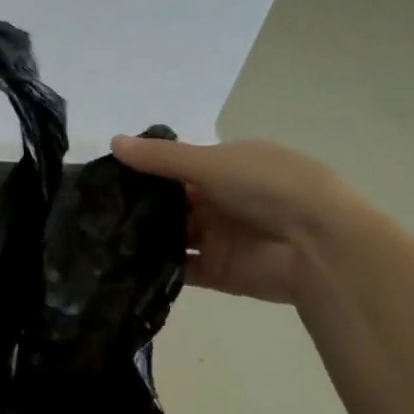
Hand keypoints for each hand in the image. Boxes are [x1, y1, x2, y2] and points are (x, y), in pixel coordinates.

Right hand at [110, 136, 357, 304]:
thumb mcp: (211, 163)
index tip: (104, 176)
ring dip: (144, 237)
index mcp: (227, 167)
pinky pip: (179, 268)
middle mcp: (221, 200)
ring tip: (98, 238)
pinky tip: (122, 265)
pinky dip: (155, 267)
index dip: (144, 171)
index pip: (177, 167)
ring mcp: (219, 237)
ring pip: (171, 236)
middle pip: (170, 203)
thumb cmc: (269, 187)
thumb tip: (112, 142)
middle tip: (93, 210)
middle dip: (137, 207)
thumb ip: (161, 158)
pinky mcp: (217, 271)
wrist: (320, 245)